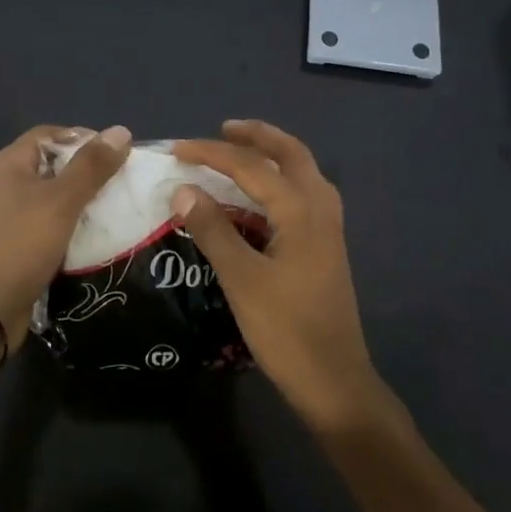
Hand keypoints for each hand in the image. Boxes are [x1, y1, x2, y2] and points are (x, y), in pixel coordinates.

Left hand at [0, 124, 133, 347]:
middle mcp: (8, 184)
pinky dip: (75, 227)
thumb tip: (121, 131)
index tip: (116, 153)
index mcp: (11, 164)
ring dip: (85, 201)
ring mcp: (12, 216)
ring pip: (56, 198)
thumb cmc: (22, 244)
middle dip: (89, 171)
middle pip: (55, 165)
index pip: (51, 134)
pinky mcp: (21, 245)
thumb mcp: (61, 200)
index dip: (83, 137)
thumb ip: (91, 166)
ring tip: (118, 208)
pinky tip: (99, 236)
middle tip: (123, 182)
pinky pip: (53, 225)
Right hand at [172, 120, 382, 428]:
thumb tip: (183, 190)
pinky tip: (260, 198)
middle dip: (257, 137)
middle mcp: (320, 208)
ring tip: (239, 153)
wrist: (334, 381)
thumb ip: (213, 230)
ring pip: (303, 172)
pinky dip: (280, 181)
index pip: (251, 166)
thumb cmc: (286, 330)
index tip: (176, 149)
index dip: (211, 154)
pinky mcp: (326, 246)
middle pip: (291, 153)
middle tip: (223, 130)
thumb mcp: (241, 279)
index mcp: (301, 210)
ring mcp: (328, 228)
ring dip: (273, 155)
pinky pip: (304, 194)